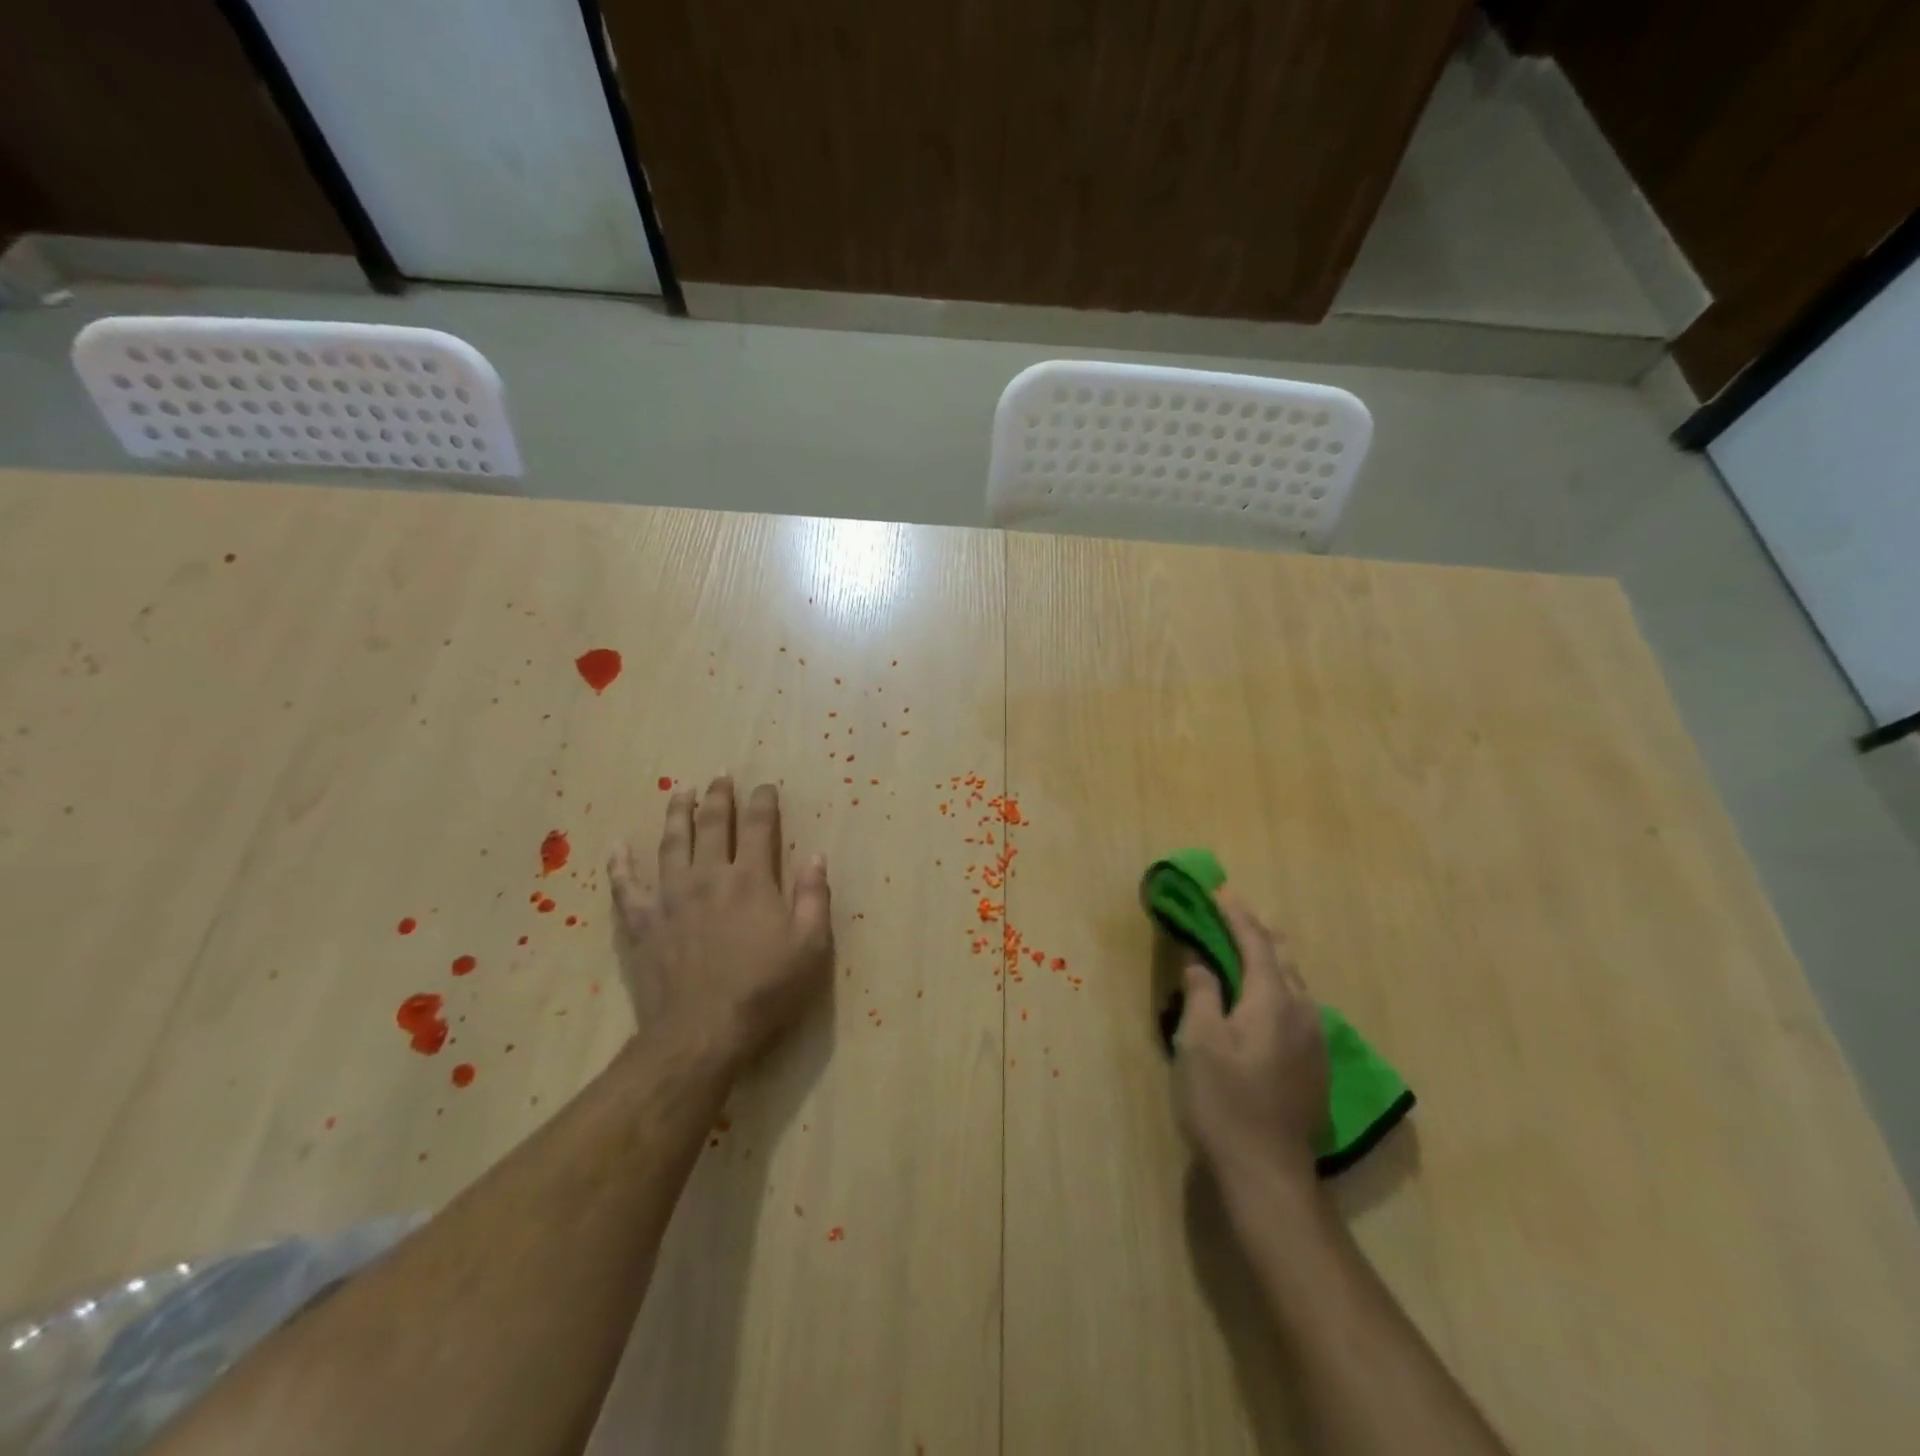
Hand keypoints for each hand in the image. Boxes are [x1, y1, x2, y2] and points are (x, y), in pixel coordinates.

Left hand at [608, 776, 833, 1069]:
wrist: (701, 1032)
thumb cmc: (764, 990)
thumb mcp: (810, 947)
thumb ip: (813, 897)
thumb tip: (815, 856)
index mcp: (752, 879)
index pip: (759, 827)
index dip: (763, 802)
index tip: (765, 787)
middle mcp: (709, 876)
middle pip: (711, 824)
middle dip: (718, 796)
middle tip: (720, 776)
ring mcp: (670, 897)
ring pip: (671, 843)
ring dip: (677, 813)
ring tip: (680, 791)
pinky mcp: (641, 922)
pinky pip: (625, 886)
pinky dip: (620, 864)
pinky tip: (616, 847)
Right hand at [1174, 891, 1328, 1188]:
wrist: (1268, 1174)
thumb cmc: (1224, 1102)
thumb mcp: (1199, 1041)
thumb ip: (1201, 991)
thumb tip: (1199, 957)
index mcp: (1272, 1000)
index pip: (1255, 942)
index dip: (1236, 914)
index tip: (1219, 890)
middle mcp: (1302, 1012)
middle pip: (1282, 957)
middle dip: (1258, 929)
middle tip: (1232, 911)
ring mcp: (1314, 1040)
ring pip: (1294, 982)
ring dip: (1269, 957)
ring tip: (1246, 946)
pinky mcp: (1315, 1064)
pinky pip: (1297, 1005)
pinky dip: (1276, 984)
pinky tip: (1264, 996)